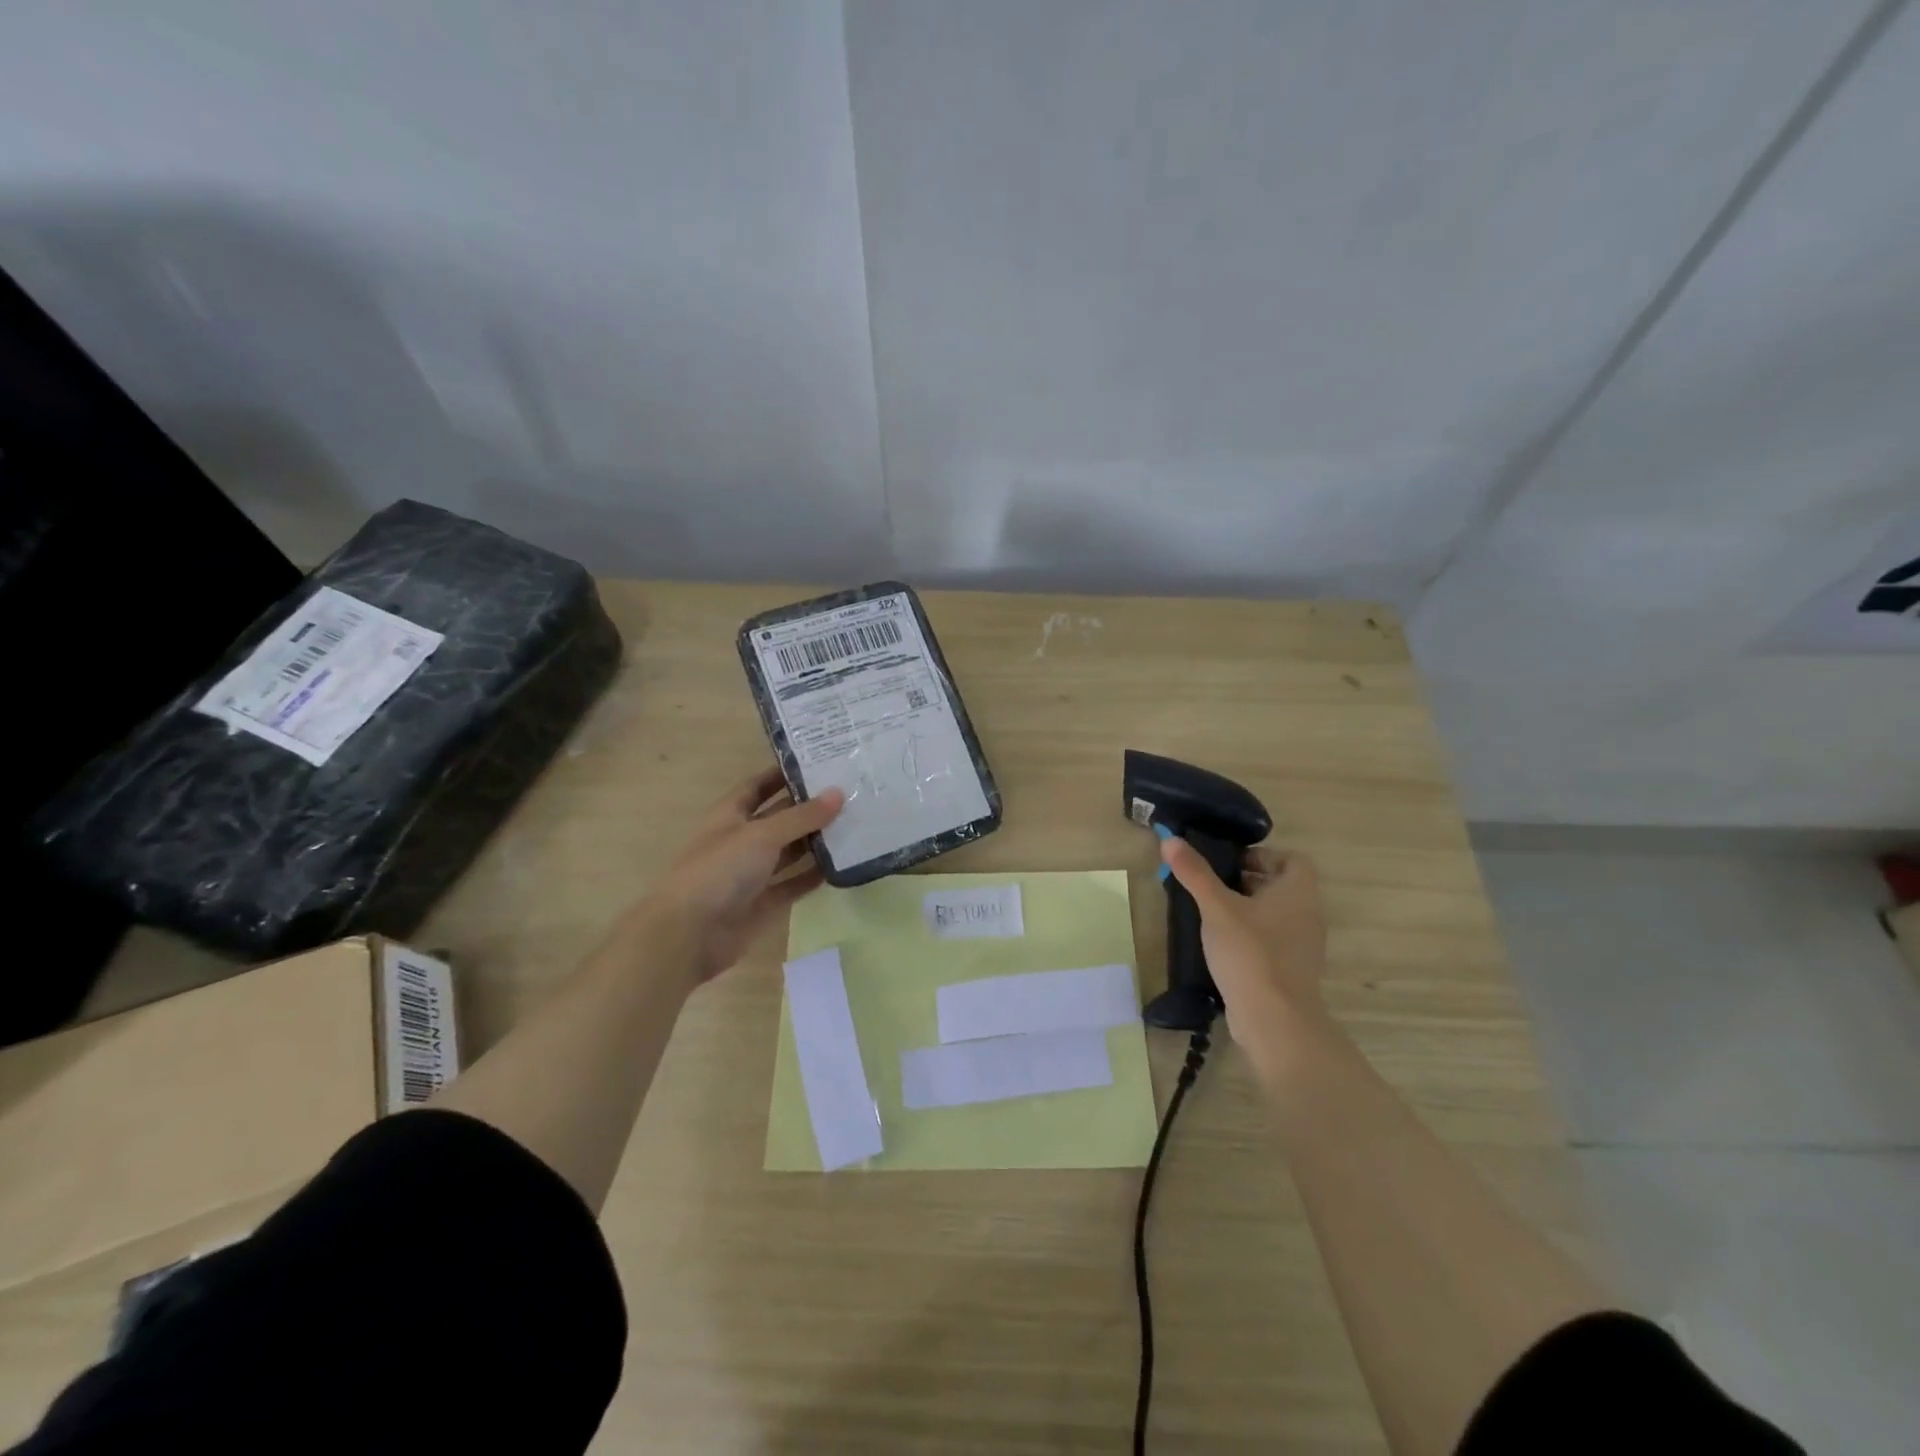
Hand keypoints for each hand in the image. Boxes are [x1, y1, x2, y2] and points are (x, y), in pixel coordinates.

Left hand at [641, 766, 844, 984]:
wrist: (689, 935)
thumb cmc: (720, 871)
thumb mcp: (762, 835)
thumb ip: (802, 816)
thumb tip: (839, 793)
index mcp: (730, 816)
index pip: (758, 786)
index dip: (782, 774)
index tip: (818, 763)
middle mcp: (741, 841)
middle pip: (779, 818)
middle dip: (808, 807)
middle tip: (849, 793)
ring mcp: (751, 874)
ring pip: (789, 852)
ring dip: (816, 841)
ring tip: (854, 825)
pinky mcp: (763, 904)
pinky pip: (793, 884)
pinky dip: (813, 876)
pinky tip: (842, 866)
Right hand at [1159, 838, 1327, 1047]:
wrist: (1274, 1019)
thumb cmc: (1250, 952)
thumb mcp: (1216, 907)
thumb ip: (1194, 873)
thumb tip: (1170, 839)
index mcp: (1298, 891)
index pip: (1292, 859)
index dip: (1262, 856)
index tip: (1229, 864)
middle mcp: (1308, 914)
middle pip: (1281, 886)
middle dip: (1248, 881)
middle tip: (1212, 885)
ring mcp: (1303, 945)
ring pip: (1276, 914)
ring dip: (1248, 909)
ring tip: (1212, 913)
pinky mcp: (1293, 970)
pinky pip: (1273, 940)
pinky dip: (1252, 935)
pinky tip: (1223, 945)